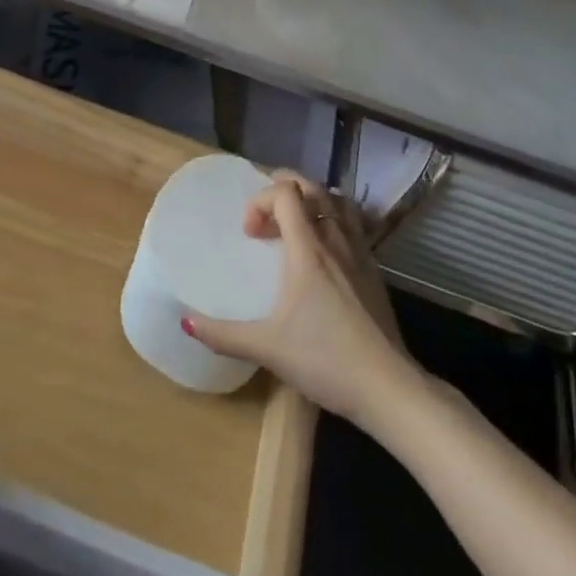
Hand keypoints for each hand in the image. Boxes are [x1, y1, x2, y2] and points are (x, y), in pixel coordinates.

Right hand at [184, 175, 415, 424]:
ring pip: (338, 203)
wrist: (389, 388)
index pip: (285, 194)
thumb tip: (185, 322)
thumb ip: (224, 334)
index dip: (261, 201)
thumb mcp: (267, 348)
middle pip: (313, 188)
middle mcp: (335, 242)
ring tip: (294, 221)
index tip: (249, 234)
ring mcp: (360, 255)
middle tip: (265, 212)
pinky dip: (333, 220)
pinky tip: (324, 251)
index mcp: (308, 250)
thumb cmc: (325, 360)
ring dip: (312, 200)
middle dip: (284, 187)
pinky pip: (353, 226)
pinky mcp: (375, 272)